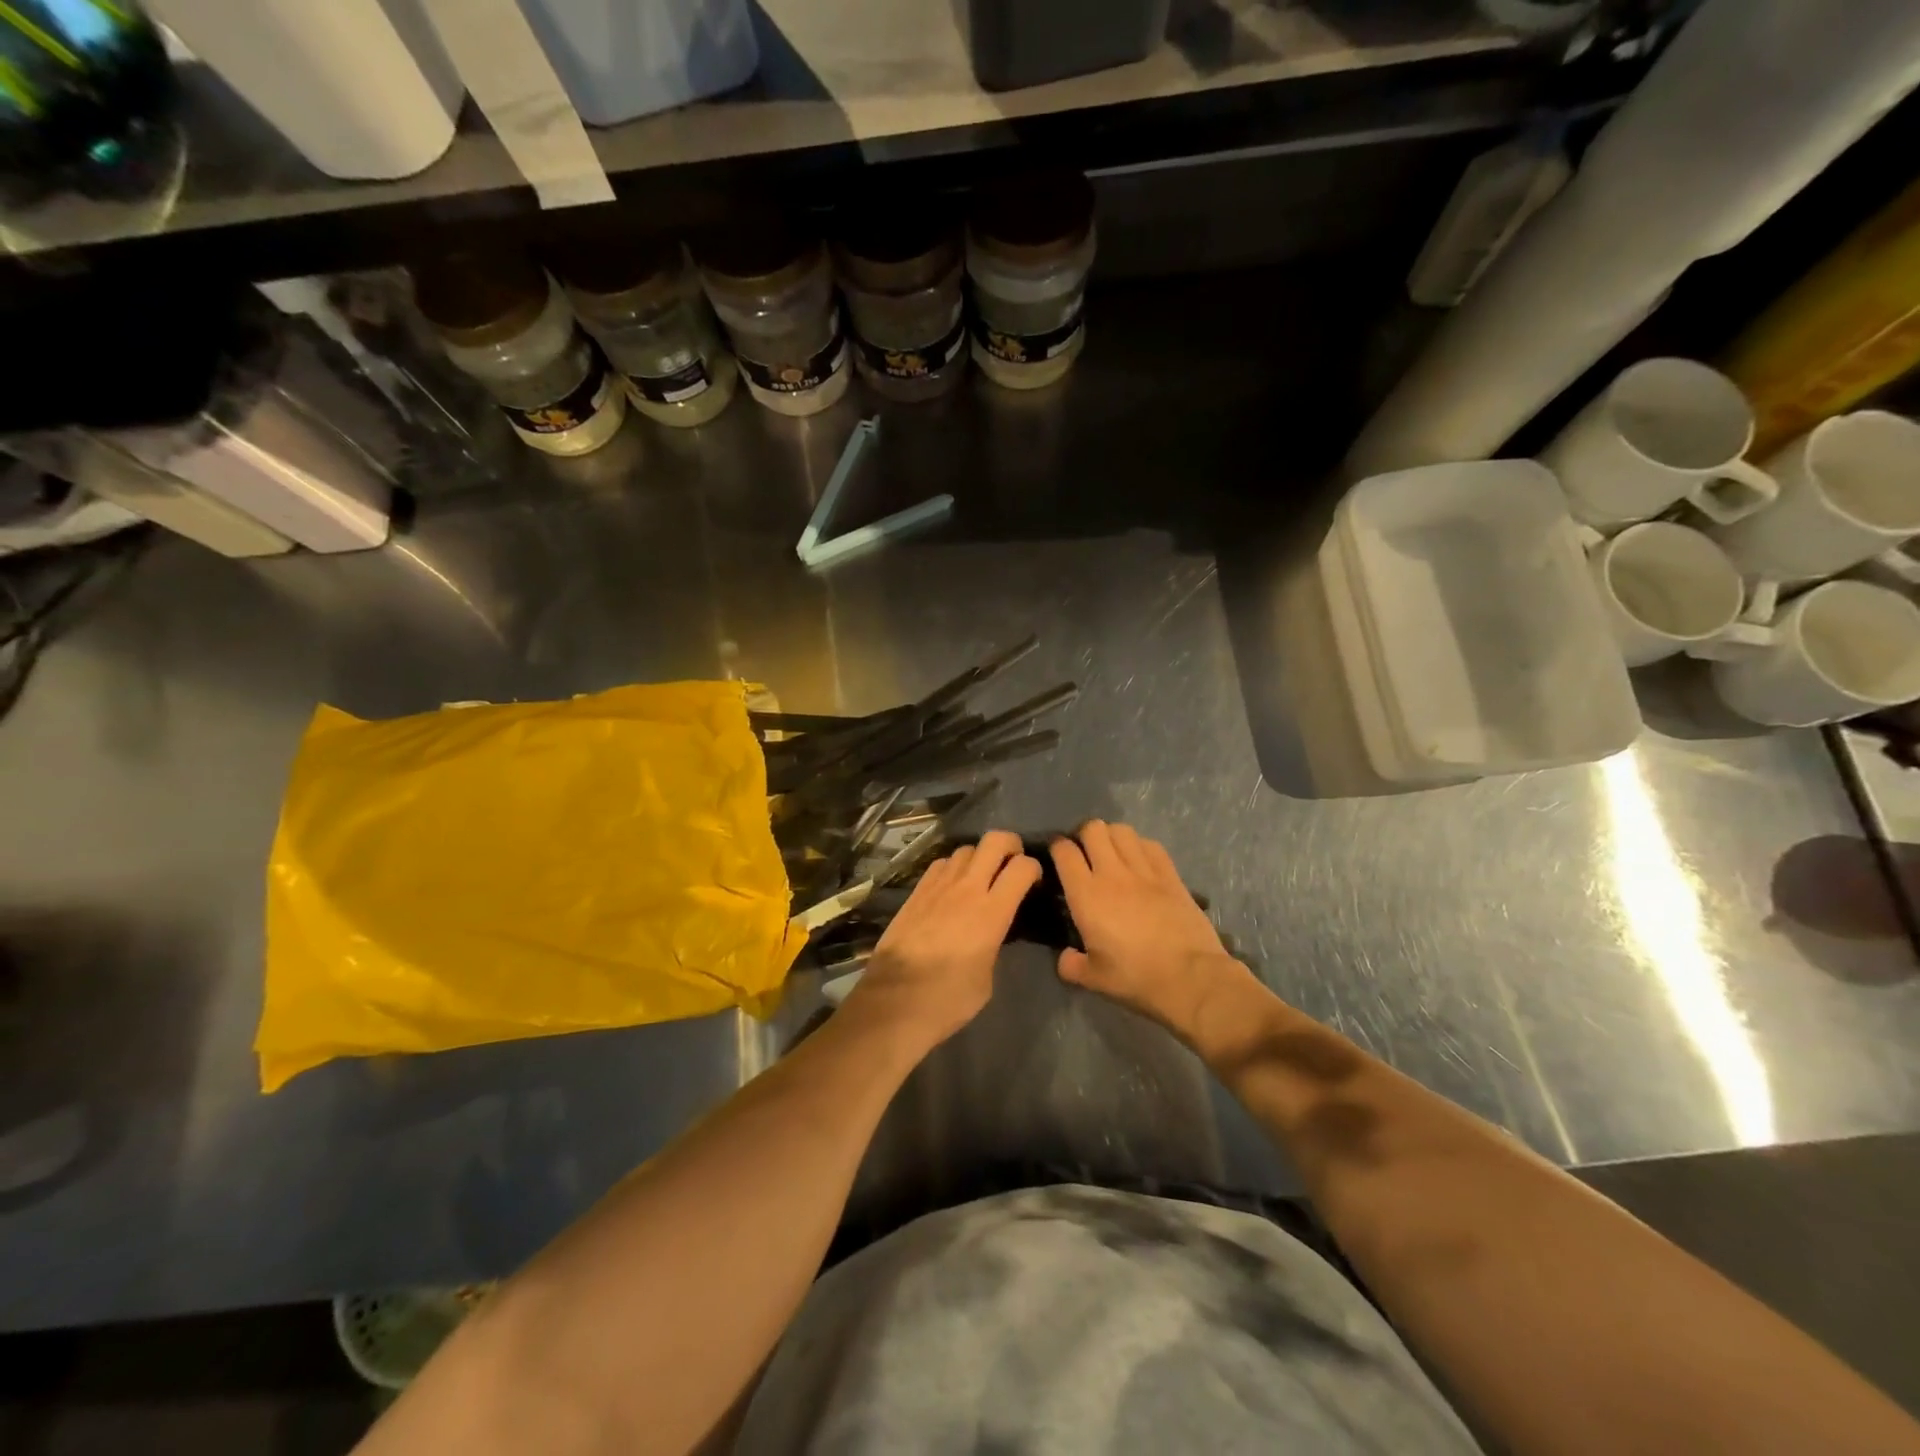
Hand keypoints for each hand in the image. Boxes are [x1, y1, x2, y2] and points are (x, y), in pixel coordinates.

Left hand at [843, 830, 1040, 1052]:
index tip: (1034, 882)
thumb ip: (994, 943)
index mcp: (992, 912)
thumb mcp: (987, 978)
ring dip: (979, 857)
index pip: (1023, 867)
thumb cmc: (948, 999)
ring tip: (981, 877)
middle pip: (995, 841)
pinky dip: (953, 867)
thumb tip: (991, 934)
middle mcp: (967, 888)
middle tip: (1013, 863)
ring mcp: (939, 885)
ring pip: (966, 848)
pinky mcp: (916, 891)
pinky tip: (952, 887)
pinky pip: (941, 863)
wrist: (894, 1000)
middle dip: (1011, 845)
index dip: (1035, 868)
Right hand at [1051, 821, 1247, 1039]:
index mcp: (1086, 895)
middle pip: (1093, 829)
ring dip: (1112, 837)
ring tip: (1112, 854)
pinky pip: (1151, 845)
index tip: (1058, 857)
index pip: (1064, 852)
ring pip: (1122, 831)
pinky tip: (1141, 862)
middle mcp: (1112, 873)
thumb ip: (1071, 966)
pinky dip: (1141, 846)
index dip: (1057, 848)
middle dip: (1084, 836)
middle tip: (1086, 854)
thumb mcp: (1094, 980)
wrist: (1191, 978)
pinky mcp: (1171, 875)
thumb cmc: (1137, 978)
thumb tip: (1065, 957)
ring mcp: (1144, 871)